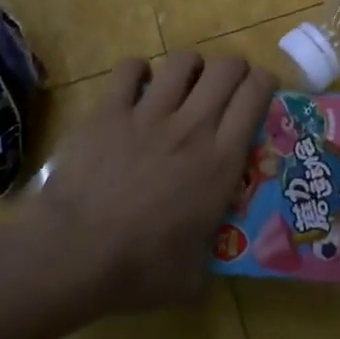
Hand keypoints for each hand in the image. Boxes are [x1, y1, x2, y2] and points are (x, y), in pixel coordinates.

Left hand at [30, 52, 275, 314]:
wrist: (75, 253)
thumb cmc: (140, 269)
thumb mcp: (195, 276)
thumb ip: (211, 257)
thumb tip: (213, 262)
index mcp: (220, 162)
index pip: (254, 98)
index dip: (264, 82)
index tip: (262, 86)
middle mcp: (192, 127)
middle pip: (225, 69)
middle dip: (233, 68)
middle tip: (228, 83)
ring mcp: (148, 113)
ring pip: (182, 61)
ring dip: (190, 66)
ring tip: (185, 80)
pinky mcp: (110, 110)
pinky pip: (130, 69)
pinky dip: (138, 71)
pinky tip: (137, 84)